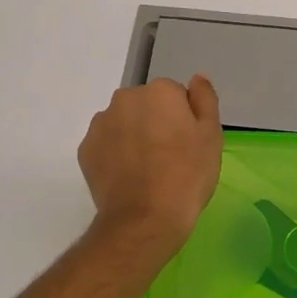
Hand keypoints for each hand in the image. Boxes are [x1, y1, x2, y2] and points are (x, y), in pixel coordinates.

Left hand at [78, 76, 222, 251]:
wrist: (145, 219)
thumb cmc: (187, 176)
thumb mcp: (211, 136)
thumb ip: (205, 99)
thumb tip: (197, 78)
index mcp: (159, 91)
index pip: (175, 96)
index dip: (184, 120)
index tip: (188, 144)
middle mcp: (125, 99)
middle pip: (146, 106)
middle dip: (155, 123)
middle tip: (169, 158)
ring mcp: (101, 124)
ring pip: (123, 124)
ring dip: (133, 137)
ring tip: (146, 171)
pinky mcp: (85, 149)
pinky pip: (106, 145)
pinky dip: (115, 155)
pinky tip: (128, 178)